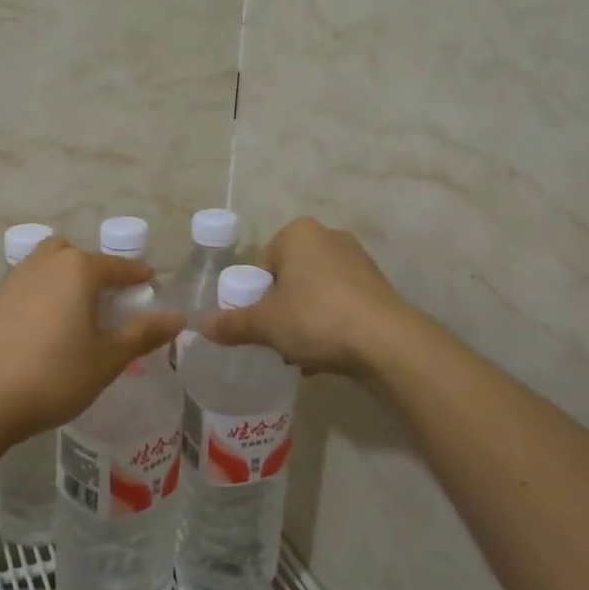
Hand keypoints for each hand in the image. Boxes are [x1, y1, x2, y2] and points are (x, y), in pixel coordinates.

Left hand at [0, 237, 182, 442]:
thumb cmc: (55, 375)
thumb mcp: (108, 358)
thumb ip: (143, 333)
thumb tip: (178, 317)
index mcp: (78, 269)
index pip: (118, 266)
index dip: (138, 276)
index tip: (151, 284)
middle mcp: (47, 263)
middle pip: (78, 256)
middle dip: (96, 271)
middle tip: (109, 301)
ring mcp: (16, 279)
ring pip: (49, 265)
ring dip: (67, 279)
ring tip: (79, 312)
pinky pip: (30, 284)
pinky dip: (45, 294)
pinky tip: (48, 326)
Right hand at [200, 216, 412, 379]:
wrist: (386, 341)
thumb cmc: (316, 318)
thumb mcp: (265, 324)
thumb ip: (232, 323)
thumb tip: (202, 325)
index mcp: (298, 233)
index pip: (263, 264)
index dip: (256, 297)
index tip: (261, 324)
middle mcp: (329, 237)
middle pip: (289, 279)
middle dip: (282, 310)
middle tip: (279, 340)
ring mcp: (358, 261)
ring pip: (315, 294)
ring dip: (305, 321)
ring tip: (303, 355)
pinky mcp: (378, 286)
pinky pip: (341, 304)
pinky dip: (330, 325)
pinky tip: (326, 356)